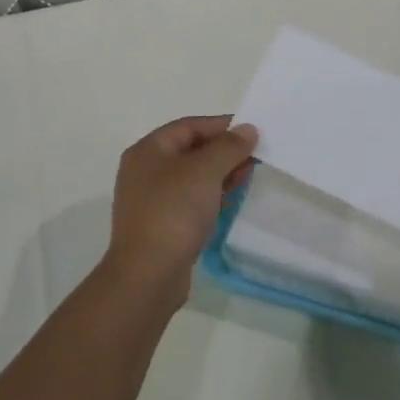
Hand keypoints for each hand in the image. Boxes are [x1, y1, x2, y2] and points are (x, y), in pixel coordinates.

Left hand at [105, 115, 257, 304]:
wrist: (148, 274)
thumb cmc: (174, 212)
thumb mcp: (205, 171)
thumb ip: (229, 147)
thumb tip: (247, 129)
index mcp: (148, 150)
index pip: (189, 126)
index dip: (221, 126)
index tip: (252, 132)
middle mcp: (145, 171)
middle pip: (190, 150)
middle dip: (223, 152)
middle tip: (254, 159)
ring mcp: (151, 200)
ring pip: (192, 177)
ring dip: (220, 175)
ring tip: (246, 179)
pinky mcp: (161, 224)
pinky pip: (190, 200)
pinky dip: (210, 196)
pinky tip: (229, 203)